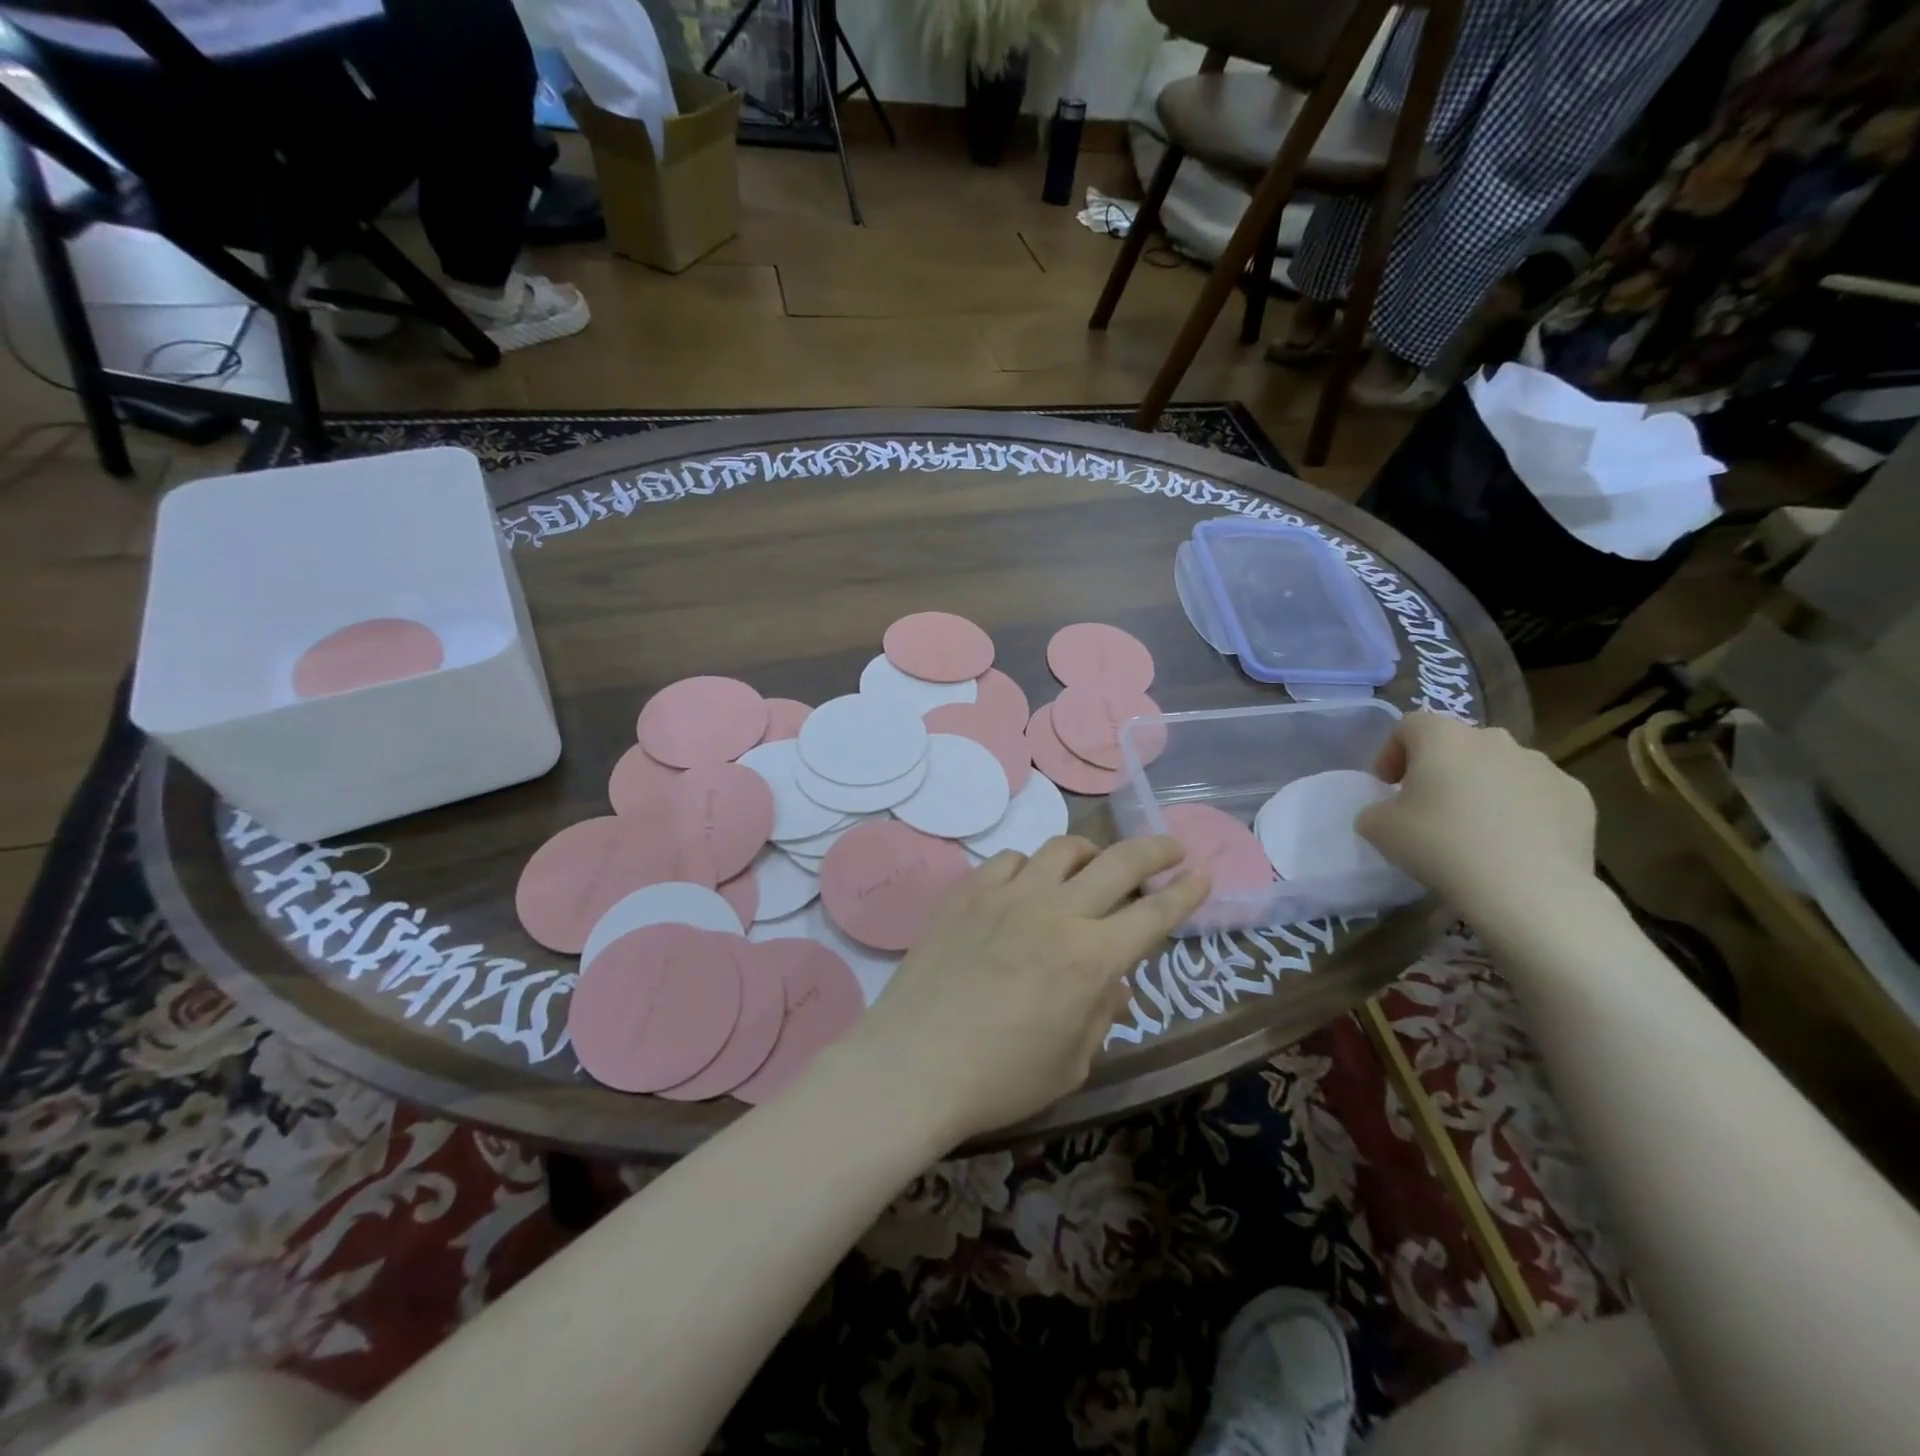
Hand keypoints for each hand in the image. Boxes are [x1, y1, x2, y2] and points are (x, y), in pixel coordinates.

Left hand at [842, 837, 1208, 1142]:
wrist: (914, 1064)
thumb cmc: (1000, 1079)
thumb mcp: (1071, 1062)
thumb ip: (1101, 1014)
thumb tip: (1113, 982)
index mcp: (1091, 959)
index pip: (1154, 914)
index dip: (1185, 894)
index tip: (1201, 874)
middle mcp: (1056, 913)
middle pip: (1118, 862)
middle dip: (1154, 851)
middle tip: (1169, 848)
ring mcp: (1008, 896)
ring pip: (1061, 849)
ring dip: (1089, 852)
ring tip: (1094, 864)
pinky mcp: (968, 893)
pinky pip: (1010, 860)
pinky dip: (1031, 866)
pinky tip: (1028, 885)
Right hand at [1357, 713, 1595, 919]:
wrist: (1527, 889)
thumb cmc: (1440, 846)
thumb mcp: (1378, 829)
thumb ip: (1376, 810)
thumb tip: (1390, 812)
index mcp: (1443, 737)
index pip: (1409, 726)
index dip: (1392, 752)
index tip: (1388, 786)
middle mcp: (1494, 739)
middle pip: (1458, 744)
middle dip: (1441, 769)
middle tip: (1429, 807)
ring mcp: (1542, 765)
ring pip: (1500, 768)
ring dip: (1483, 788)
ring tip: (1475, 830)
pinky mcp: (1577, 796)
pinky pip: (1537, 795)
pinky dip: (1522, 811)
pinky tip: (1513, 845)